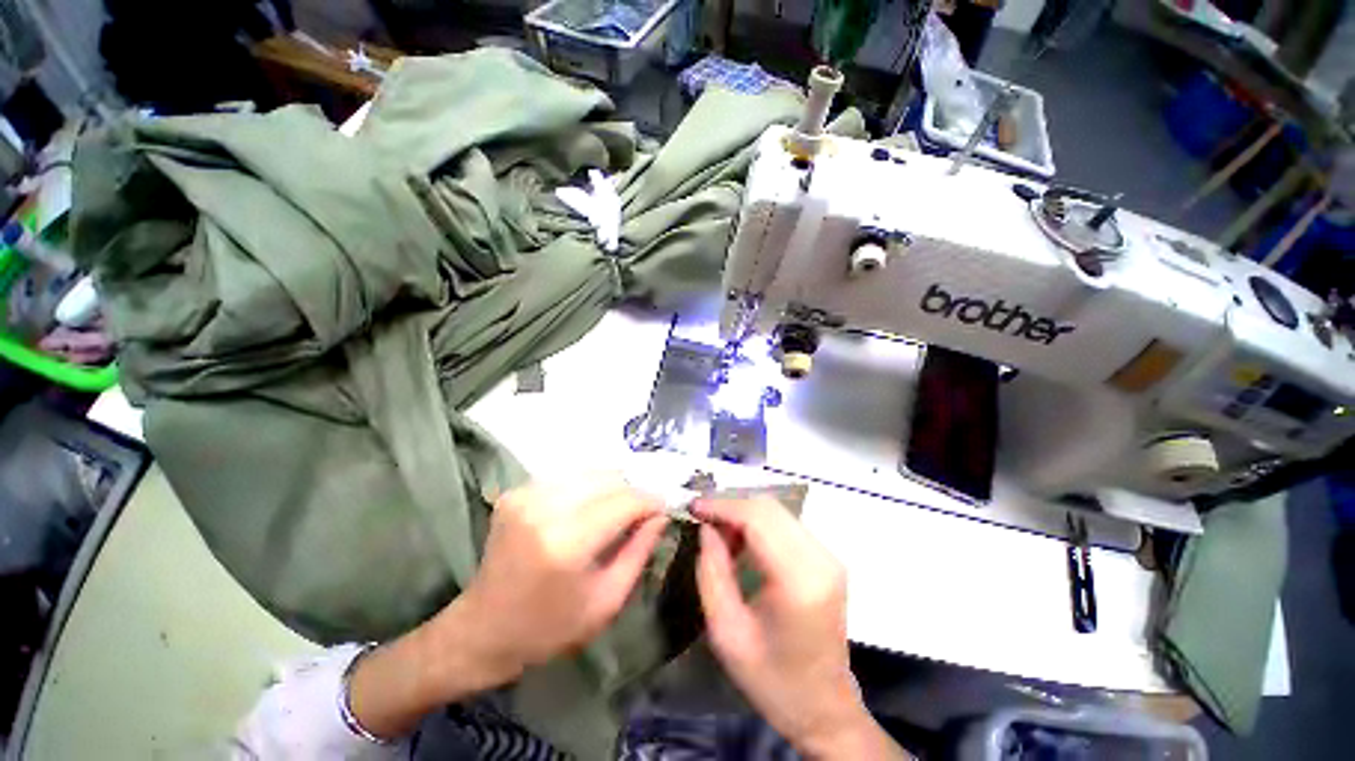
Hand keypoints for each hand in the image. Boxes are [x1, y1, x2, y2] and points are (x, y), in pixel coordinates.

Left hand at [457, 474, 667, 672]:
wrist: (482, 630)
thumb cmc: (549, 628)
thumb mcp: (607, 600)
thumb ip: (640, 551)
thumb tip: (661, 513)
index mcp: (567, 543)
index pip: (625, 501)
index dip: (650, 500)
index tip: (664, 507)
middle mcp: (544, 508)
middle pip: (609, 478)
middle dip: (632, 491)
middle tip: (642, 512)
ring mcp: (526, 495)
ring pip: (590, 472)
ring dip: (611, 488)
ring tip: (617, 511)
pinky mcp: (516, 492)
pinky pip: (568, 477)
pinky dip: (587, 488)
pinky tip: (587, 510)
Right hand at [694, 498, 907, 759]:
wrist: (824, 708)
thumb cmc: (772, 680)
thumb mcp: (726, 632)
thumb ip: (712, 572)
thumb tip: (706, 527)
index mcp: (799, 581)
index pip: (757, 518)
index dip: (722, 506)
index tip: (693, 506)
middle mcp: (820, 559)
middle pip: (769, 507)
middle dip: (731, 506)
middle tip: (702, 520)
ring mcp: (828, 556)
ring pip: (777, 511)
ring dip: (744, 514)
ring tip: (717, 533)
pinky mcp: (827, 559)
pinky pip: (786, 524)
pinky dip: (758, 524)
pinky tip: (740, 541)